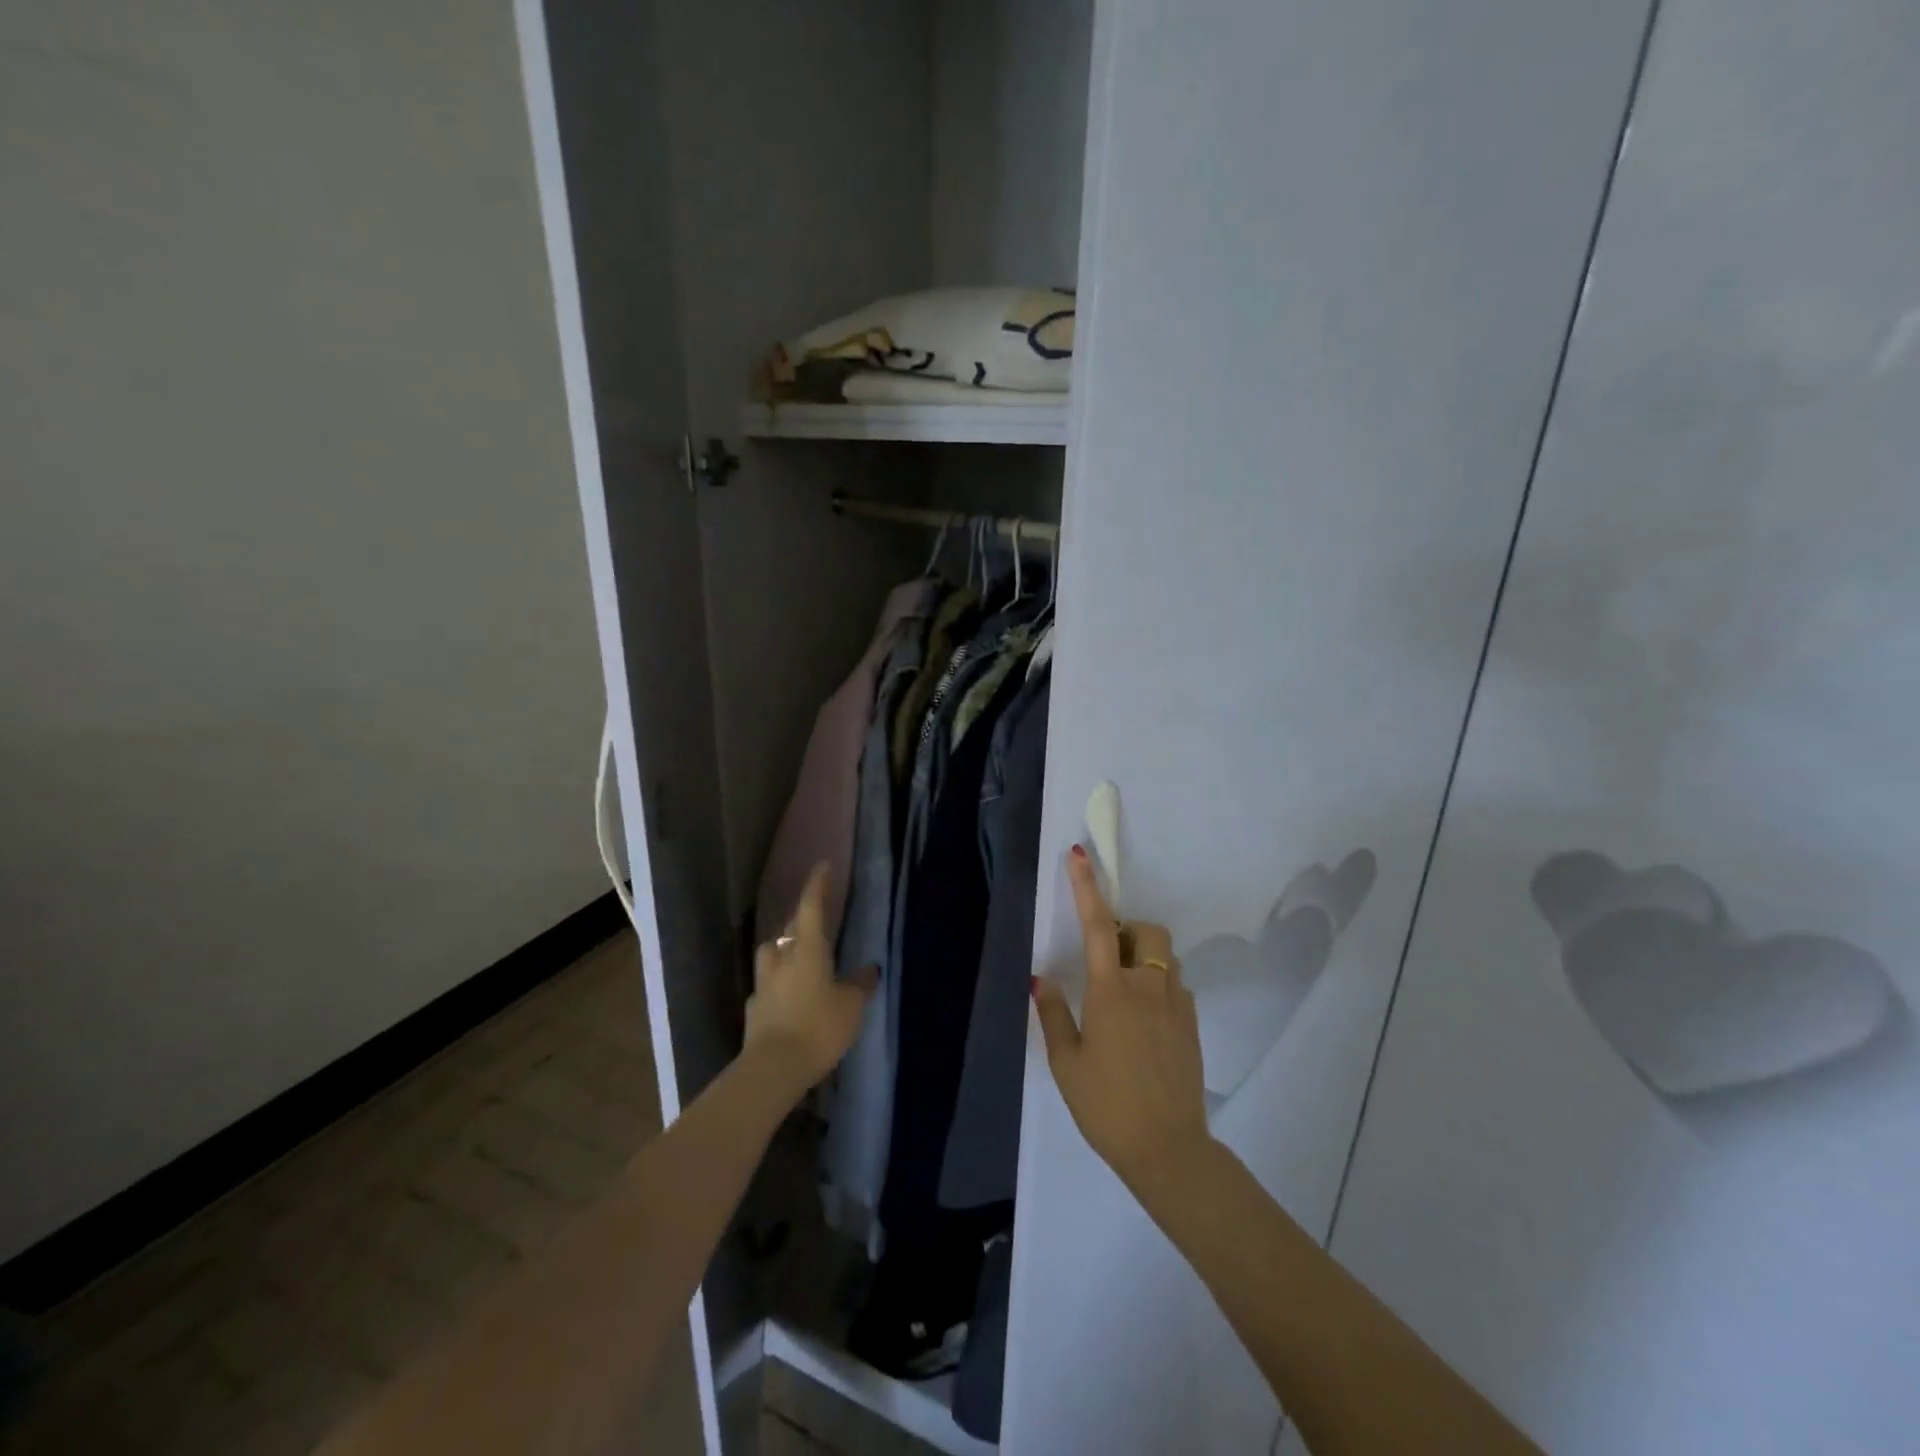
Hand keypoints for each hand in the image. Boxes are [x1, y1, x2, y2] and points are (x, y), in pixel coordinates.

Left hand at [744, 863, 876, 1100]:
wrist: (772, 1069)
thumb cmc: (818, 1028)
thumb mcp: (851, 1006)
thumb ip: (860, 984)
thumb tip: (869, 968)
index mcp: (807, 948)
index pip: (811, 906)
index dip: (818, 885)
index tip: (823, 866)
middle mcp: (781, 957)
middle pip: (790, 928)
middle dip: (803, 919)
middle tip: (817, 918)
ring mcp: (763, 982)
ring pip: (773, 952)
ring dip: (785, 948)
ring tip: (800, 955)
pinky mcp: (754, 1006)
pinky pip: (768, 982)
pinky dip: (779, 981)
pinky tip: (788, 993)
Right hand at [1033, 846, 1213, 1202]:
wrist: (1168, 1150)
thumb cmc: (1107, 1106)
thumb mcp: (1066, 1062)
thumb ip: (1052, 1013)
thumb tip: (1040, 977)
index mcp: (1111, 991)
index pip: (1099, 925)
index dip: (1087, 886)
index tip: (1080, 854)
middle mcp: (1148, 986)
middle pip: (1147, 930)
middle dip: (1128, 929)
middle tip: (1107, 957)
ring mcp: (1177, 1004)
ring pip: (1164, 956)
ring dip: (1142, 956)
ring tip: (1122, 992)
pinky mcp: (1193, 1023)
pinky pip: (1175, 984)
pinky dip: (1157, 983)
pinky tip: (1143, 1022)